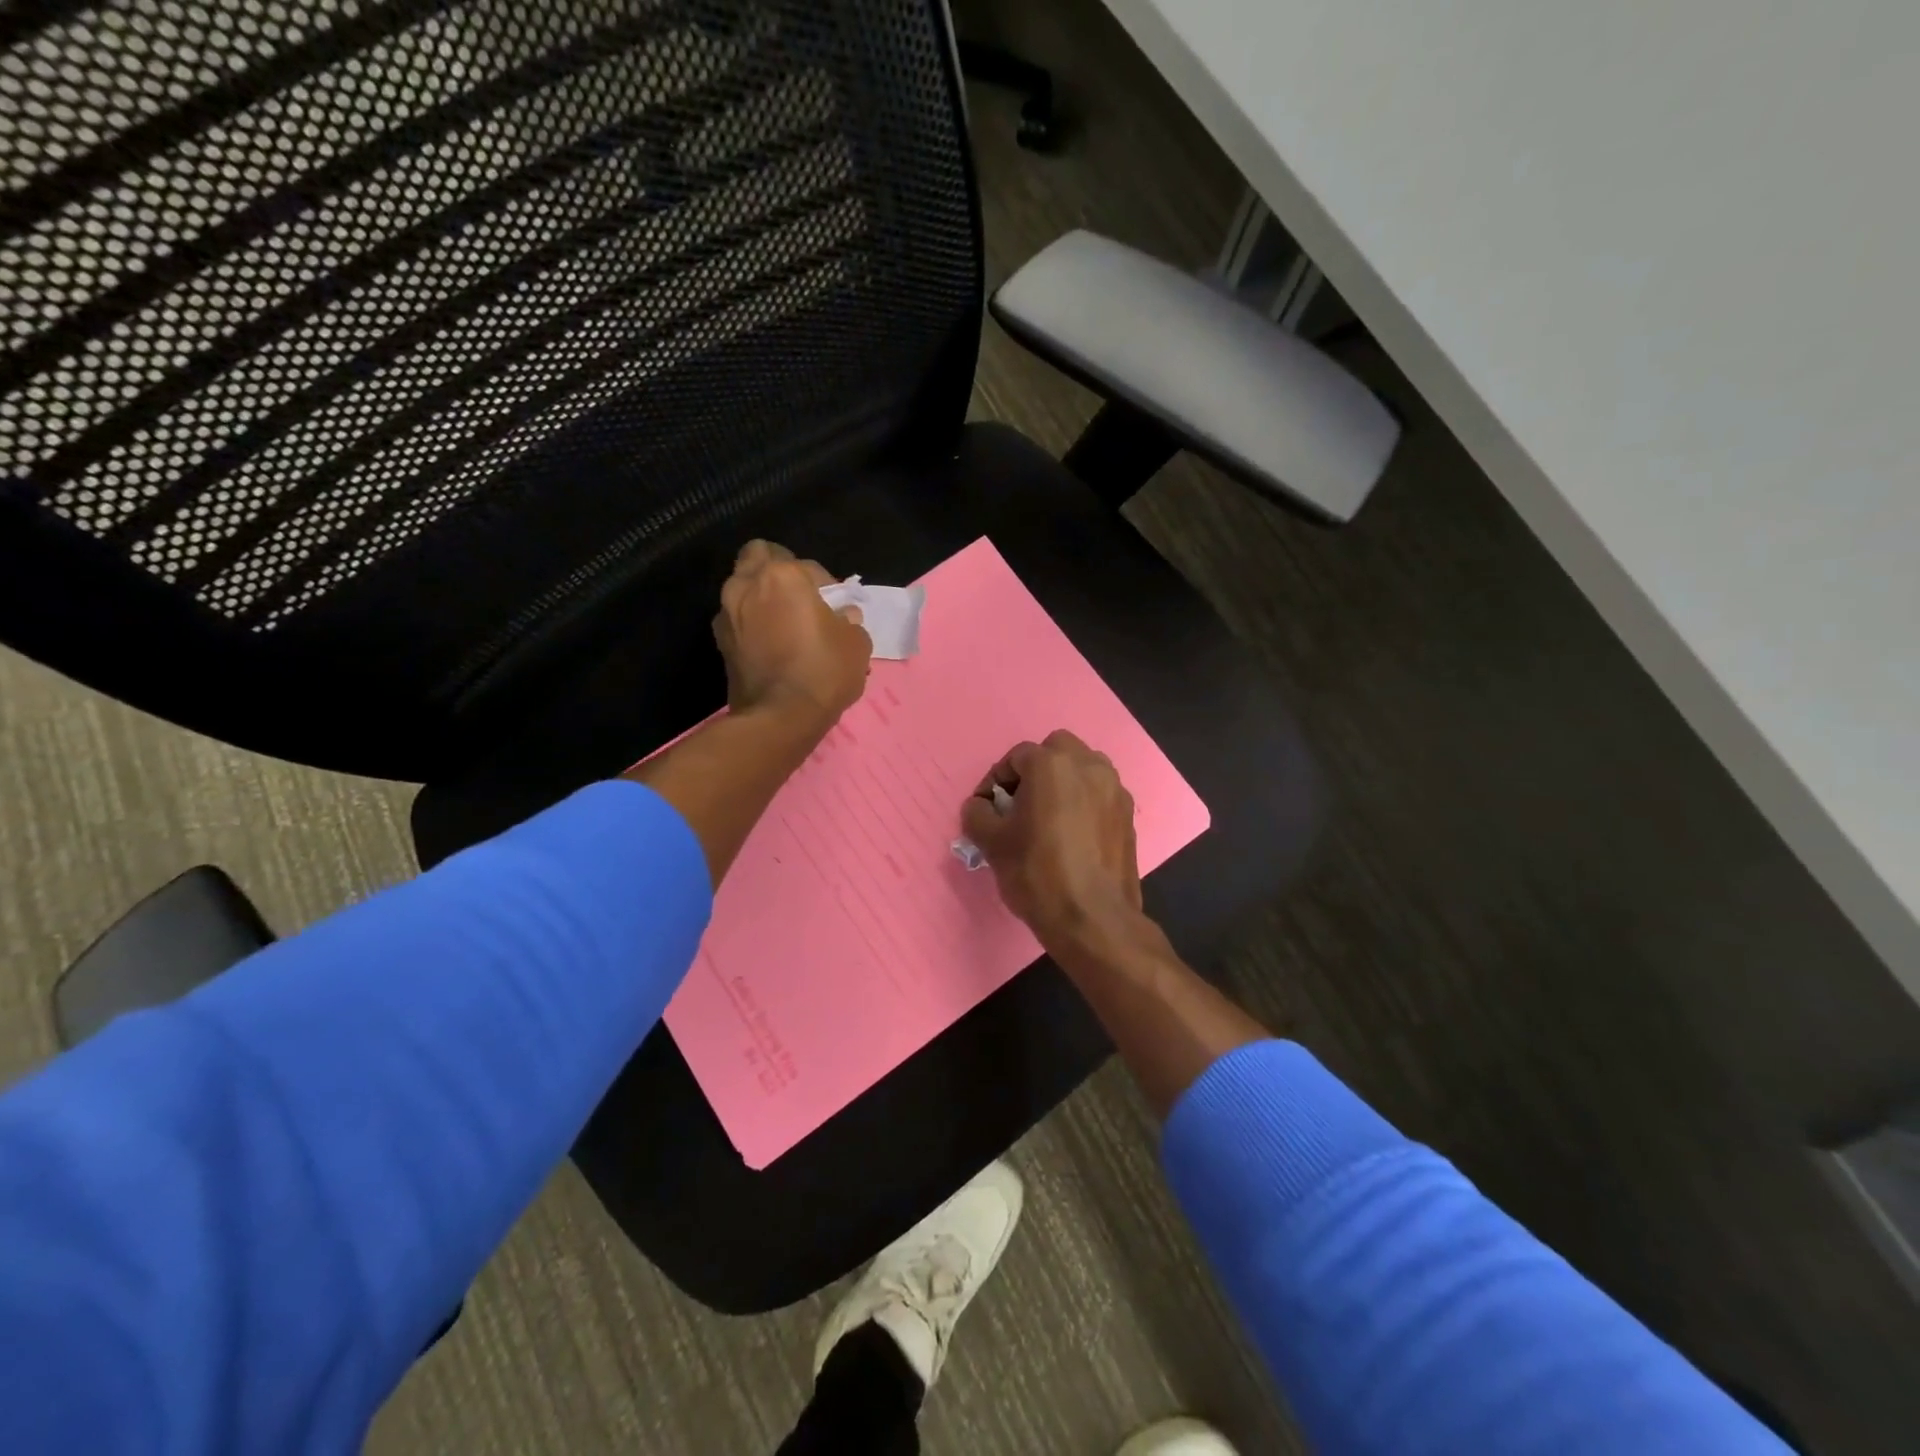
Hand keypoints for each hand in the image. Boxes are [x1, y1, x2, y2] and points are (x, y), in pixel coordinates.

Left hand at [714, 540, 871, 723]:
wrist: (779, 718)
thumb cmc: (823, 671)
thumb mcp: (856, 644)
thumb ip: (849, 621)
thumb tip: (842, 617)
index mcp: (783, 576)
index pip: (809, 567)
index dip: (826, 587)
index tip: (835, 609)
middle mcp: (747, 585)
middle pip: (758, 556)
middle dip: (778, 571)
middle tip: (800, 599)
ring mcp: (727, 613)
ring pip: (743, 587)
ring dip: (760, 597)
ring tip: (783, 624)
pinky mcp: (719, 642)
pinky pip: (737, 619)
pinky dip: (751, 624)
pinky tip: (770, 645)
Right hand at [960, 730, 1144, 949]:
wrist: (1093, 919)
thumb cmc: (1037, 873)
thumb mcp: (991, 843)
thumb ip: (978, 814)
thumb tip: (980, 807)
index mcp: (1052, 764)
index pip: (1016, 757)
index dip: (995, 781)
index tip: (987, 810)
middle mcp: (1089, 766)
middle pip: (1056, 751)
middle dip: (1035, 771)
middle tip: (1020, 805)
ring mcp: (1115, 790)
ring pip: (1084, 769)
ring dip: (1064, 783)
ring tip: (1047, 818)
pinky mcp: (1129, 816)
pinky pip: (1100, 796)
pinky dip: (1084, 804)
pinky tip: (1072, 836)